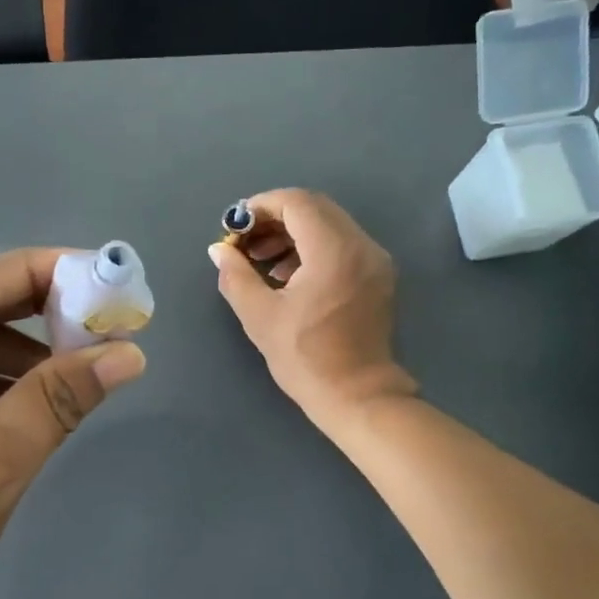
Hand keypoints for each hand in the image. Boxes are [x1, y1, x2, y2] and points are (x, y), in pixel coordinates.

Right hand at [209, 189, 415, 425]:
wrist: (358, 396)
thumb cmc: (306, 358)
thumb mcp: (260, 316)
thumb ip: (236, 275)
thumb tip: (219, 250)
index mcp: (334, 251)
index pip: (296, 202)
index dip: (261, 206)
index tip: (235, 227)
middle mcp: (361, 245)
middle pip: (314, 208)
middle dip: (275, 218)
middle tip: (246, 243)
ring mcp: (374, 260)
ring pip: (329, 225)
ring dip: (293, 233)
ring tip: (262, 262)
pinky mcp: (378, 276)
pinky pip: (342, 244)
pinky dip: (313, 248)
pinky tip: (289, 275)